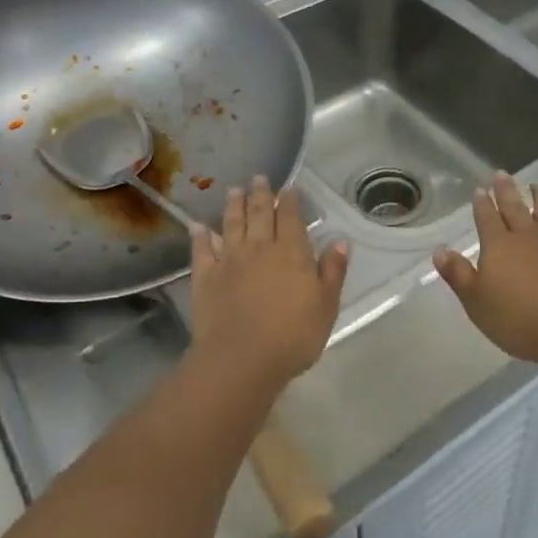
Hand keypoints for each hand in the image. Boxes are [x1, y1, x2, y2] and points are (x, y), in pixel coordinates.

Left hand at [188, 177, 348, 390]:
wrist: (241, 359)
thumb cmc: (293, 336)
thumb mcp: (326, 305)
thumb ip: (333, 271)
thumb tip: (340, 241)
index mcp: (291, 253)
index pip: (291, 218)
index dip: (290, 201)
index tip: (289, 187)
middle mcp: (259, 248)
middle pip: (260, 214)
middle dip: (260, 194)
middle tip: (258, 177)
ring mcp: (229, 261)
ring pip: (231, 225)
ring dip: (233, 206)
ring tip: (233, 190)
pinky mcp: (205, 277)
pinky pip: (202, 250)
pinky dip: (200, 236)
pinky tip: (197, 226)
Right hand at [433, 172, 537, 366]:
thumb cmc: (518, 319)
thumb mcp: (476, 302)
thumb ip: (458, 275)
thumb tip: (439, 251)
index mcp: (498, 246)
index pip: (486, 218)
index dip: (482, 204)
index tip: (480, 190)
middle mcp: (527, 235)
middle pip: (514, 207)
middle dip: (506, 190)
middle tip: (502, 174)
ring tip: (537, 185)